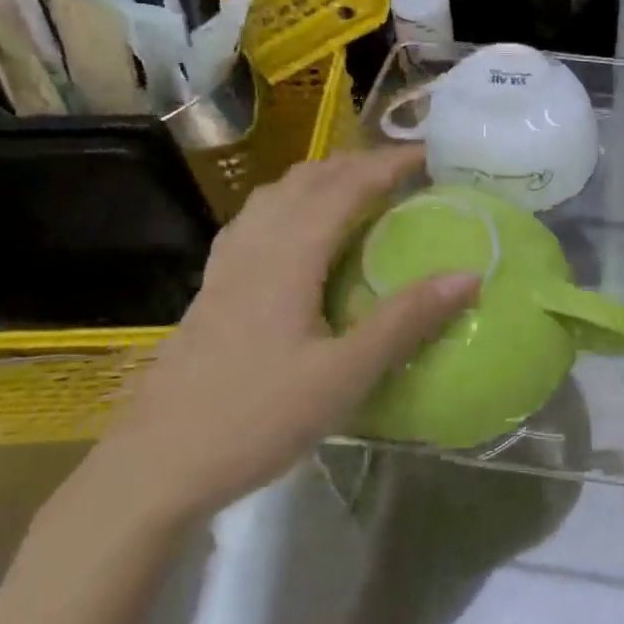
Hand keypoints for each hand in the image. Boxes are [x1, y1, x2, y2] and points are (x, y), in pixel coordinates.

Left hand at [85, 146, 477, 525]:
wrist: (155, 468)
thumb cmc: (255, 418)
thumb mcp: (344, 375)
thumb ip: (405, 321)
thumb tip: (468, 276)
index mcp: (288, 256)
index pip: (346, 187)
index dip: (388, 164)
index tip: (430, 156)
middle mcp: (255, 246)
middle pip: (308, 180)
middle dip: (357, 163)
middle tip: (403, 173)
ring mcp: (226, 267)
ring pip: (275, 195)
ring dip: (321, 178)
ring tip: (357, 190)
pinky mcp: (212, 290)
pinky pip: (255, 221)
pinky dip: (289, 204)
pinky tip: (297, 232)